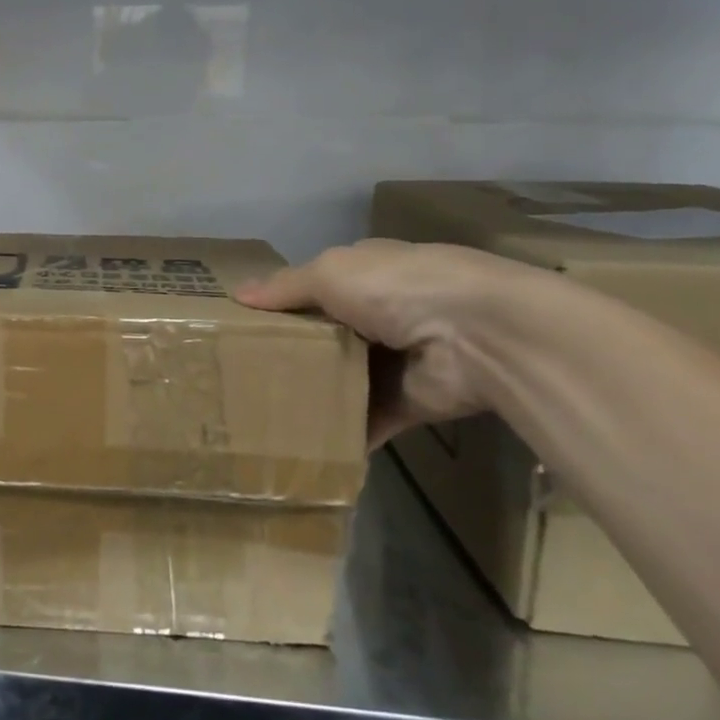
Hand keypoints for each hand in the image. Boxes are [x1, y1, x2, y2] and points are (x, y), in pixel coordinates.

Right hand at [236, 238, 534, 448]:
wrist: (480, 338)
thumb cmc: (398, 288)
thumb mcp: (331, 272)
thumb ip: (286, 287)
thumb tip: (239, 294)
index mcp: (366, 274)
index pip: (316, 287)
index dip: (282, 303)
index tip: (243, 325)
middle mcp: (381, 314)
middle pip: (325, 336)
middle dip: (290, 353)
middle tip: (241, 375)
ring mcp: (395, 361)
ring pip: (342, 380)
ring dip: (312, 395)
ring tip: (259, 414)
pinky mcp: (407, 404)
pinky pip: (365, 422)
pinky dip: (341, 436)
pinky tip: (302, 447)